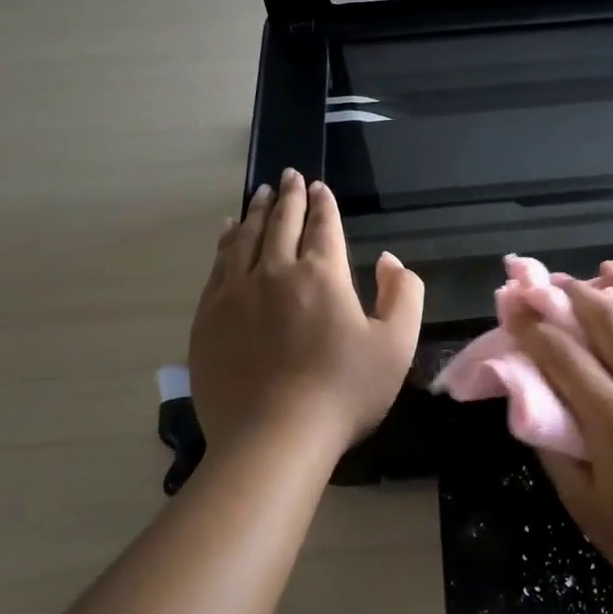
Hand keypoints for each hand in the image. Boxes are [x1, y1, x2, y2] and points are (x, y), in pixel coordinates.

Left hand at [190, 171, 423, 459]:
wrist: (273, 438)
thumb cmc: (344, 392)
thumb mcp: (396, 345)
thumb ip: (404, 295)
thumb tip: (389, 260)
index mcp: (323, 275)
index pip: (323, 226)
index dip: (323, 203)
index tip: (318, 186)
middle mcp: (276, 271)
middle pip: (281, 223)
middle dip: (288, 196)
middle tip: (288, 175)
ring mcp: (236, 293)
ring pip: (244, 238)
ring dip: (255, 212)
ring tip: (259, 194)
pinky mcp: (208, 317)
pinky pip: (217, 265)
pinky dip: (225, 241)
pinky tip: (227, 232)